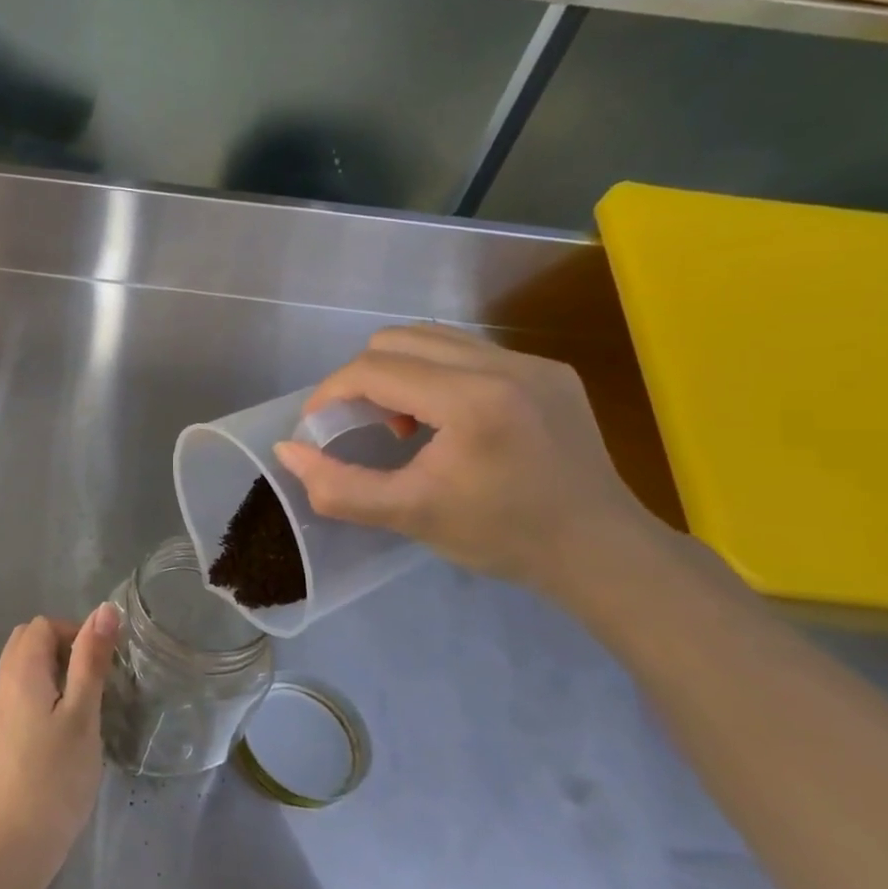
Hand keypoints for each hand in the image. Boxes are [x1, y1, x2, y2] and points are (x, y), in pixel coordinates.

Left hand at [0, 605, 118, 884]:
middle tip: (94, 683)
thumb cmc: (54, 777)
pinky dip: (43, 694)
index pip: (43, 625)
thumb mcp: (83, 715)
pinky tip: (62, 730)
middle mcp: (2, 682)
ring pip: (23, 668)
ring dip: (54, 672)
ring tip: (83, 707)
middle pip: (29, 641)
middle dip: (64, 649)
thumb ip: (91, 660)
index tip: (103, 666)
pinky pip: (20, 694)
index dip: (75, 634)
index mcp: (20, 670)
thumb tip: (104, 609)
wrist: (12, 844)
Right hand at [272, 324, 663, 598]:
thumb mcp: (408, 516)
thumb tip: (288, 450)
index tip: (318, 425)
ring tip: (405, 421)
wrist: (600, 551)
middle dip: (362, 378)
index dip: (330, 392)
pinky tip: (447, 419)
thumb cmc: (501, 536)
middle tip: (361, 424)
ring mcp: (531, 362)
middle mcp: (503, 365)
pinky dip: (436, 374)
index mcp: (471, 401)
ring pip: (432, 338)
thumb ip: (338, 487)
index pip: (374, 370)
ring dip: (398, 371)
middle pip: (397, 339)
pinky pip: (468, 350)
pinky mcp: (548, 370)